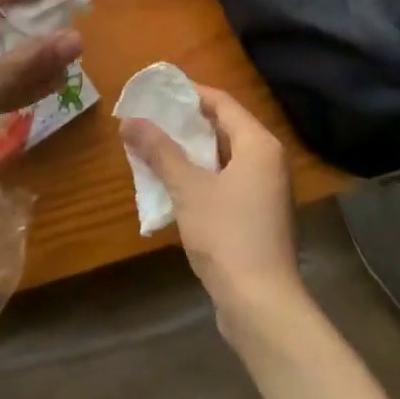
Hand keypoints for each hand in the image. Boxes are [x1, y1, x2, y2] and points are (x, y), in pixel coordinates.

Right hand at [119, 84, 303, 336]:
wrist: (262, 306)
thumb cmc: (227, 235)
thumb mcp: (188, 189)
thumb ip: (160, 152)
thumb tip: (129, 121)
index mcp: (259, 144)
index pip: (223, 103)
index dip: (190, 94)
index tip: (159, 92)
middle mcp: (270, 161)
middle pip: (226, 128)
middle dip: (188, 125)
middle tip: (152, 120)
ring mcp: (269, 191)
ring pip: (227, 158)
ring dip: (194, 153)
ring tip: (157, 150)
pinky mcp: (262, 217)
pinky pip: (230, 182)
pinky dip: (205, 177)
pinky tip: (177, 187)